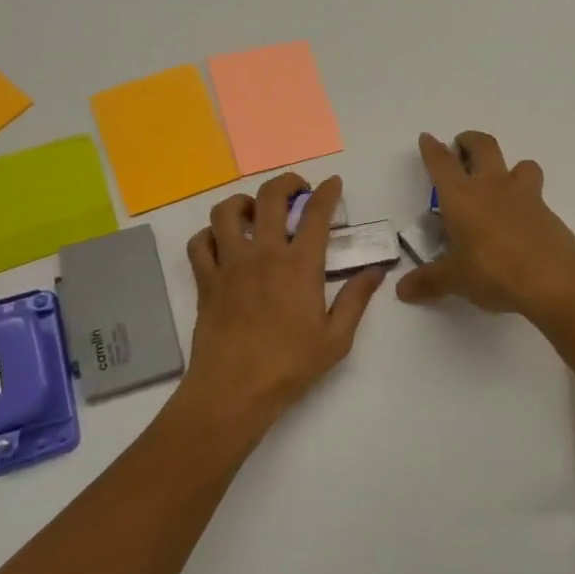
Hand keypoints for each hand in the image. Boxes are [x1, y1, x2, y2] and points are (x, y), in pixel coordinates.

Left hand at [183, 173, 386, 439]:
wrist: (233, 390)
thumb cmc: (289, 366)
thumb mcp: (336, 338)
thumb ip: (356, 299)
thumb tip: (375, 271)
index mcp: (300, 265)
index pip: (316, 214)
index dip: (328, 193)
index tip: (333, 184)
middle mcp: (263, 254)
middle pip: (269, 198)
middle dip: (286, 183)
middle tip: (297, 190)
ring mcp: (229, 264)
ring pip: (226, 212)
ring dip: (243, 202)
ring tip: (254, 211)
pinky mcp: (205, 280)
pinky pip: (199, 243)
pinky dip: (209, 235)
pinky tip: (221, 242)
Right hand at [396, 132, 574, 318]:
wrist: (552, 279)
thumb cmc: (493, 271)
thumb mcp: (456, 280)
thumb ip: (429, 281)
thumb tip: (403, 290)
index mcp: (461, 197)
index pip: (442, 163)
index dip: (433, 149)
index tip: (428, 138)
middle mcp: (492, 187)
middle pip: (483, 146)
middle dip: (470, 141)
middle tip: (462, 145)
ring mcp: (524, 196)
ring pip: (520, 163)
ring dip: (510, 166)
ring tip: (503, 180)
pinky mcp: (547, 211)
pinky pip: (536, 194)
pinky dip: (527, 198)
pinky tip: (522, 219)